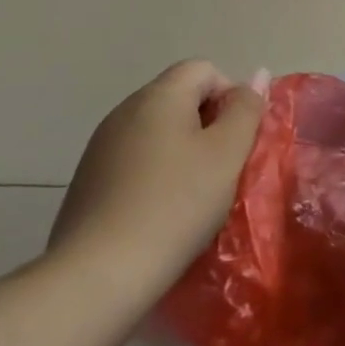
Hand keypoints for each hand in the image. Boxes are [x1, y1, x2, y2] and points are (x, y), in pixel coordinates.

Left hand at [48, 60, 268, 299]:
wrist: (98, 276)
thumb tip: (257, 74)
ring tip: (194, 194)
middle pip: (179, 98)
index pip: (204, 69)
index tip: (238, 139)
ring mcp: (101, 147)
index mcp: (159, 96)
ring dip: (182, 151)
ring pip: (157, 131)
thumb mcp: (227, 153)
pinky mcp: (87, 181)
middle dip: (208, 125)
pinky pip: (135, 160)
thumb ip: (246, 109)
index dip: (230, 96)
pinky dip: (155, 174)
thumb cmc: (176, 205)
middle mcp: (125, 111)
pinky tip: (161, 212)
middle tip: (223, 167)